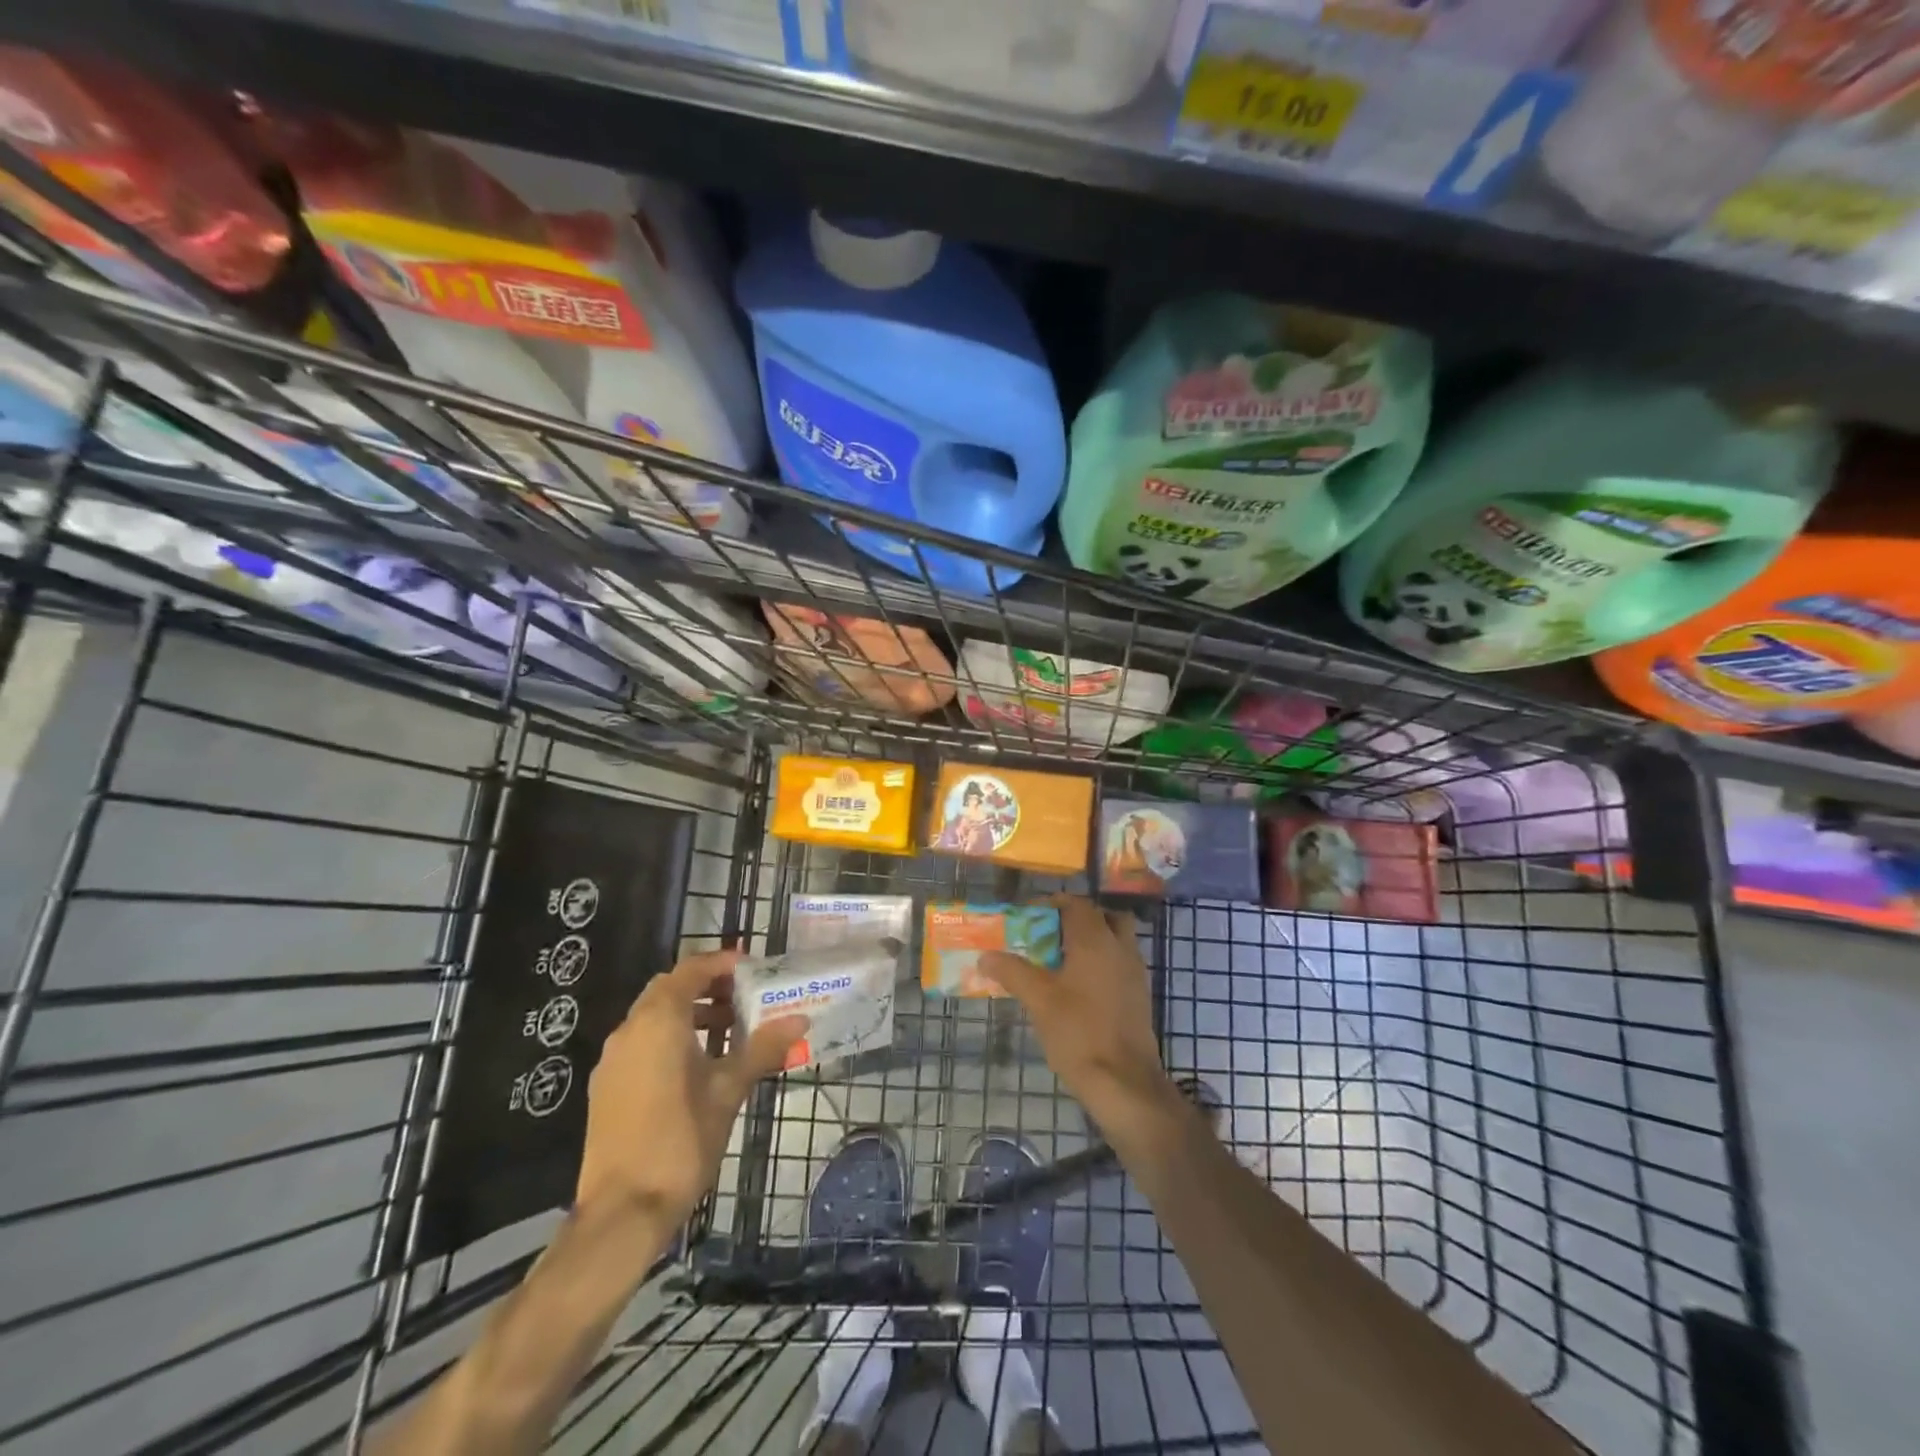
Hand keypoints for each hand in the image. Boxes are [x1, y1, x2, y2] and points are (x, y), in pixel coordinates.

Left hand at [575, 949, 807, 1227]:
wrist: (621, 1212)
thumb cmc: (680, 1140)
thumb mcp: (728, 1090)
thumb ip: (762, 1049)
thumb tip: (799, 1020)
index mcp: (658, 1021)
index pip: (689, 970)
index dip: (720, 963)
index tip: (751, 966)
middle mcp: (629, 1031)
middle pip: (669, 990)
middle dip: (706, 987)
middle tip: (743, 997)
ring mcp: (613, 1061)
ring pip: (653, 1018)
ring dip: (689, 1014)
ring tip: (728, 1033)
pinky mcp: (606, 1088)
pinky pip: (642, 1044)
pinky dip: (670, 1039)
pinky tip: (698, 1067)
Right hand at [981, 897, 1184, 1137]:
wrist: (1124, 1081)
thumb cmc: (1078, 1032)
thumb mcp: (1038, 1000)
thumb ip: (1012, 972)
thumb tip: (985, 956)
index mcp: (1096, 940)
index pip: (1077, 904)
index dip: (1053, 904)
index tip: (1030, 915)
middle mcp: (1120, 948)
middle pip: (1103, 917)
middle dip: (1078, 920)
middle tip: (1051, 934)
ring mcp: (1134, 972)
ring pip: (1116, 941)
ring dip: (1092, 942)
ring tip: (1061, 961)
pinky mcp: (1139, 996)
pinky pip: (1120, 964)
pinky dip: (1102, 964)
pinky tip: (1079, 987)